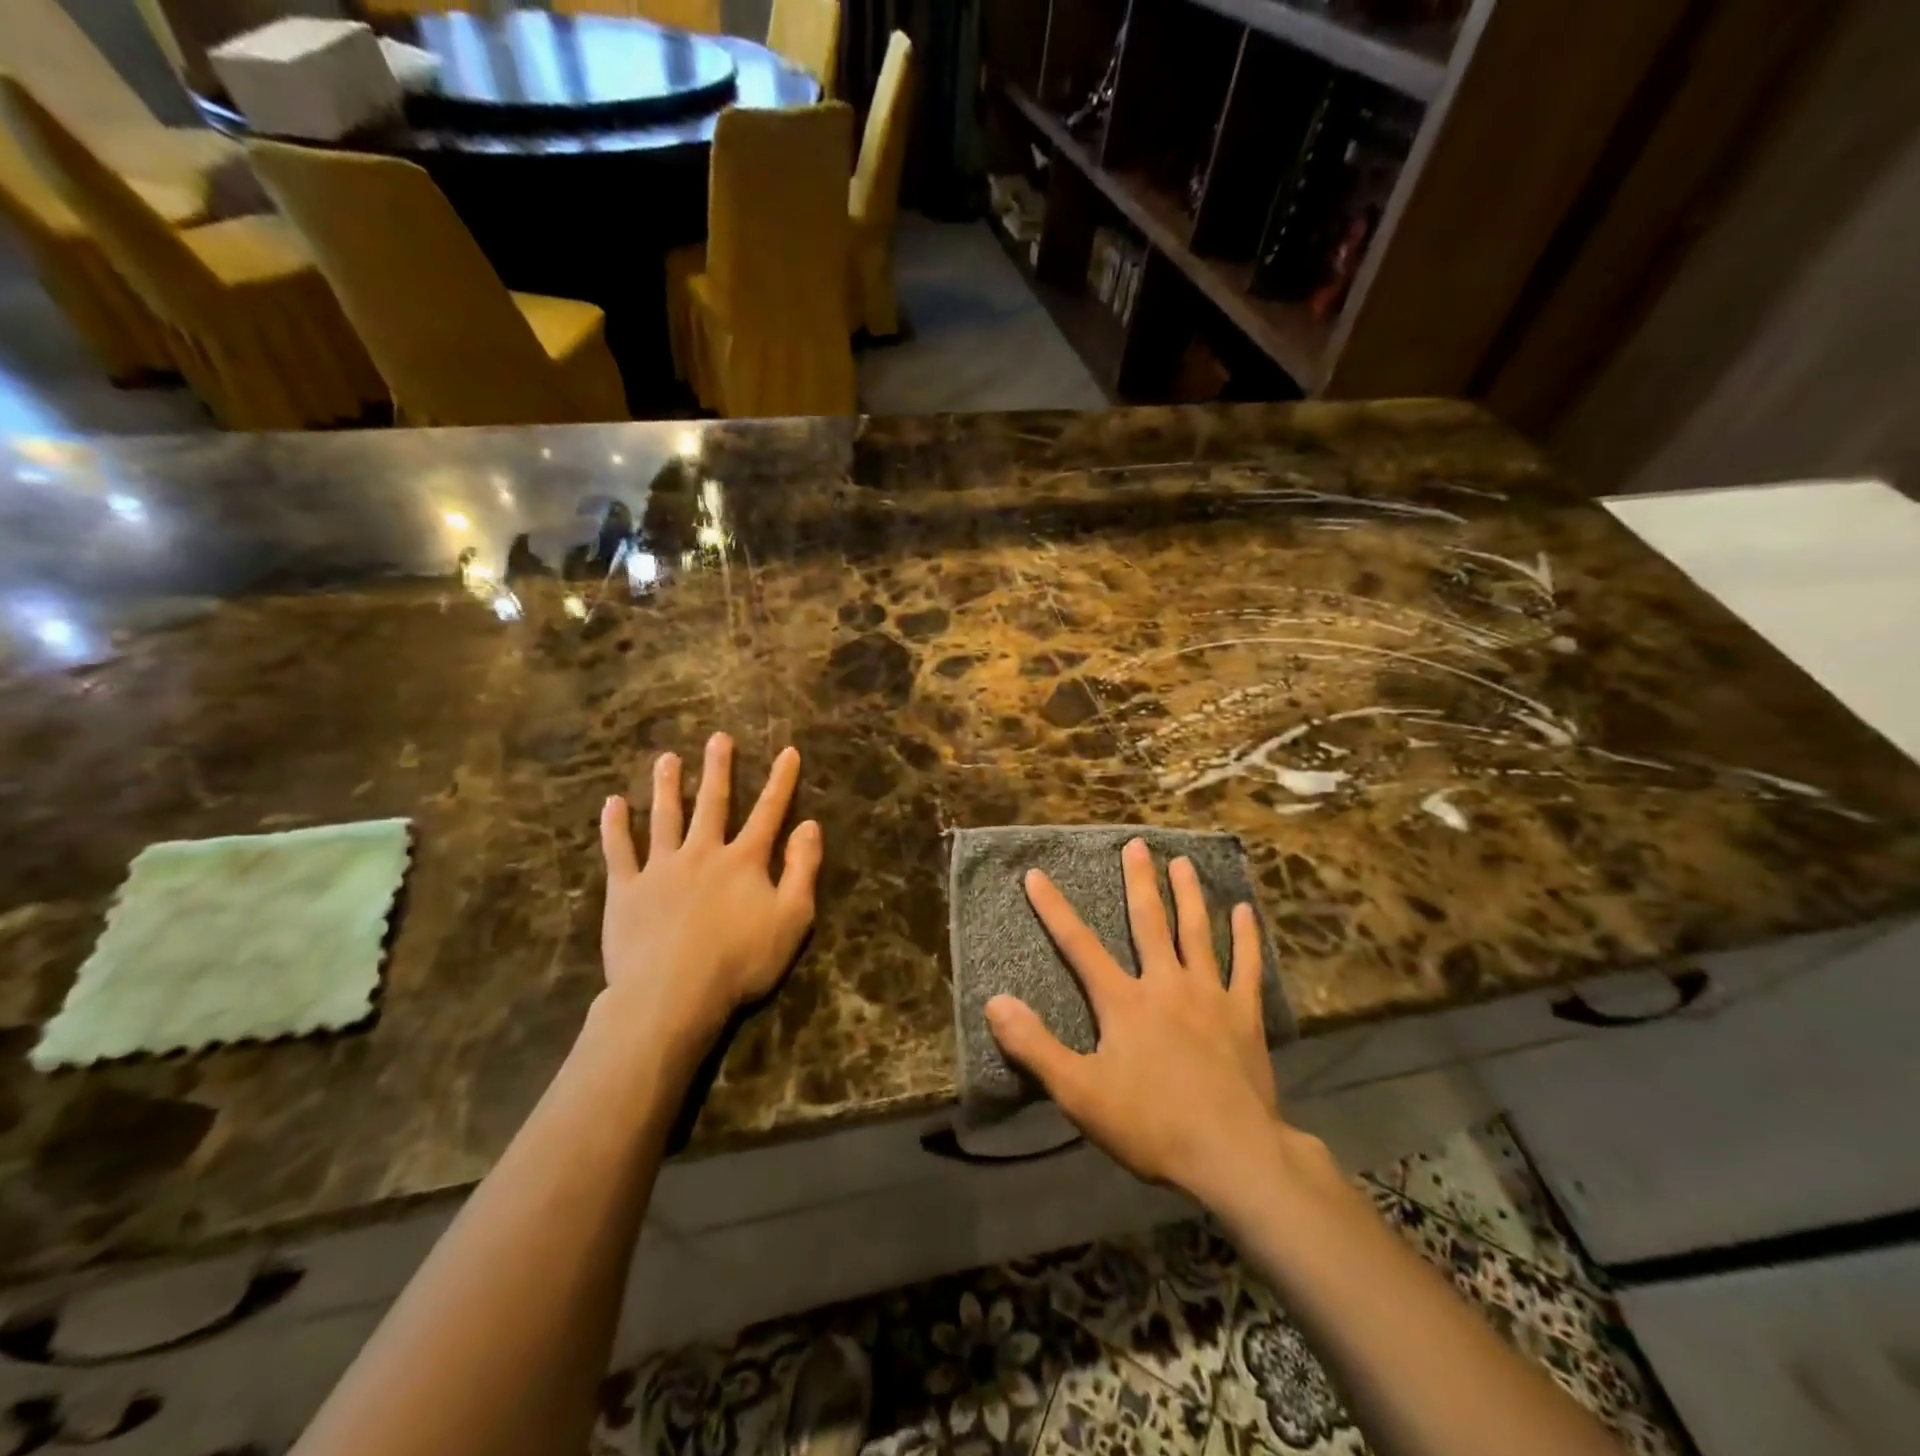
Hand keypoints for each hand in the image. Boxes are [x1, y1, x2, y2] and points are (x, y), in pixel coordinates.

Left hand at [596, 733, 821, 1057]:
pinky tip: (612, 804)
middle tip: (718, 738)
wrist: (672, 994)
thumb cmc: (740, 960)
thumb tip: (810, 825)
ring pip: (664, 817)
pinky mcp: (626, 890)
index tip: (788, 752)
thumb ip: (802, 869)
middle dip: (718, 769)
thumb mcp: (792, 918)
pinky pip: (619, 851)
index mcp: (744, 861)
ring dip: (667, 786)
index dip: (781, 781)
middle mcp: (702, 852)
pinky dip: (614, 827)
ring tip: (666, 758)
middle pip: (712, 803)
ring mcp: (660, 868)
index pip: (768, 812)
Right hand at [986, 838, 1284, 1202]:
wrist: (1233, 1155)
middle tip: (1137, 844)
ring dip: (1189, 895)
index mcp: (1124, 1001)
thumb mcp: (1079, 1093)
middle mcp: (1166, 984)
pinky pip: (1245, 967)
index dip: (1054, 909)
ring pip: (1197, 933)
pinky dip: (1245, 938)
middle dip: (1139, 882)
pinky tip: (1244, 912)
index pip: (1079, 945)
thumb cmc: (1150, 1124)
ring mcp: (1209, 996)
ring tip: (1183, 862)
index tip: (1035, 874)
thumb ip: (1035, 1046)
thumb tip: (994, 1001)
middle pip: (1150, 922)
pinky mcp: (1244, 1016)